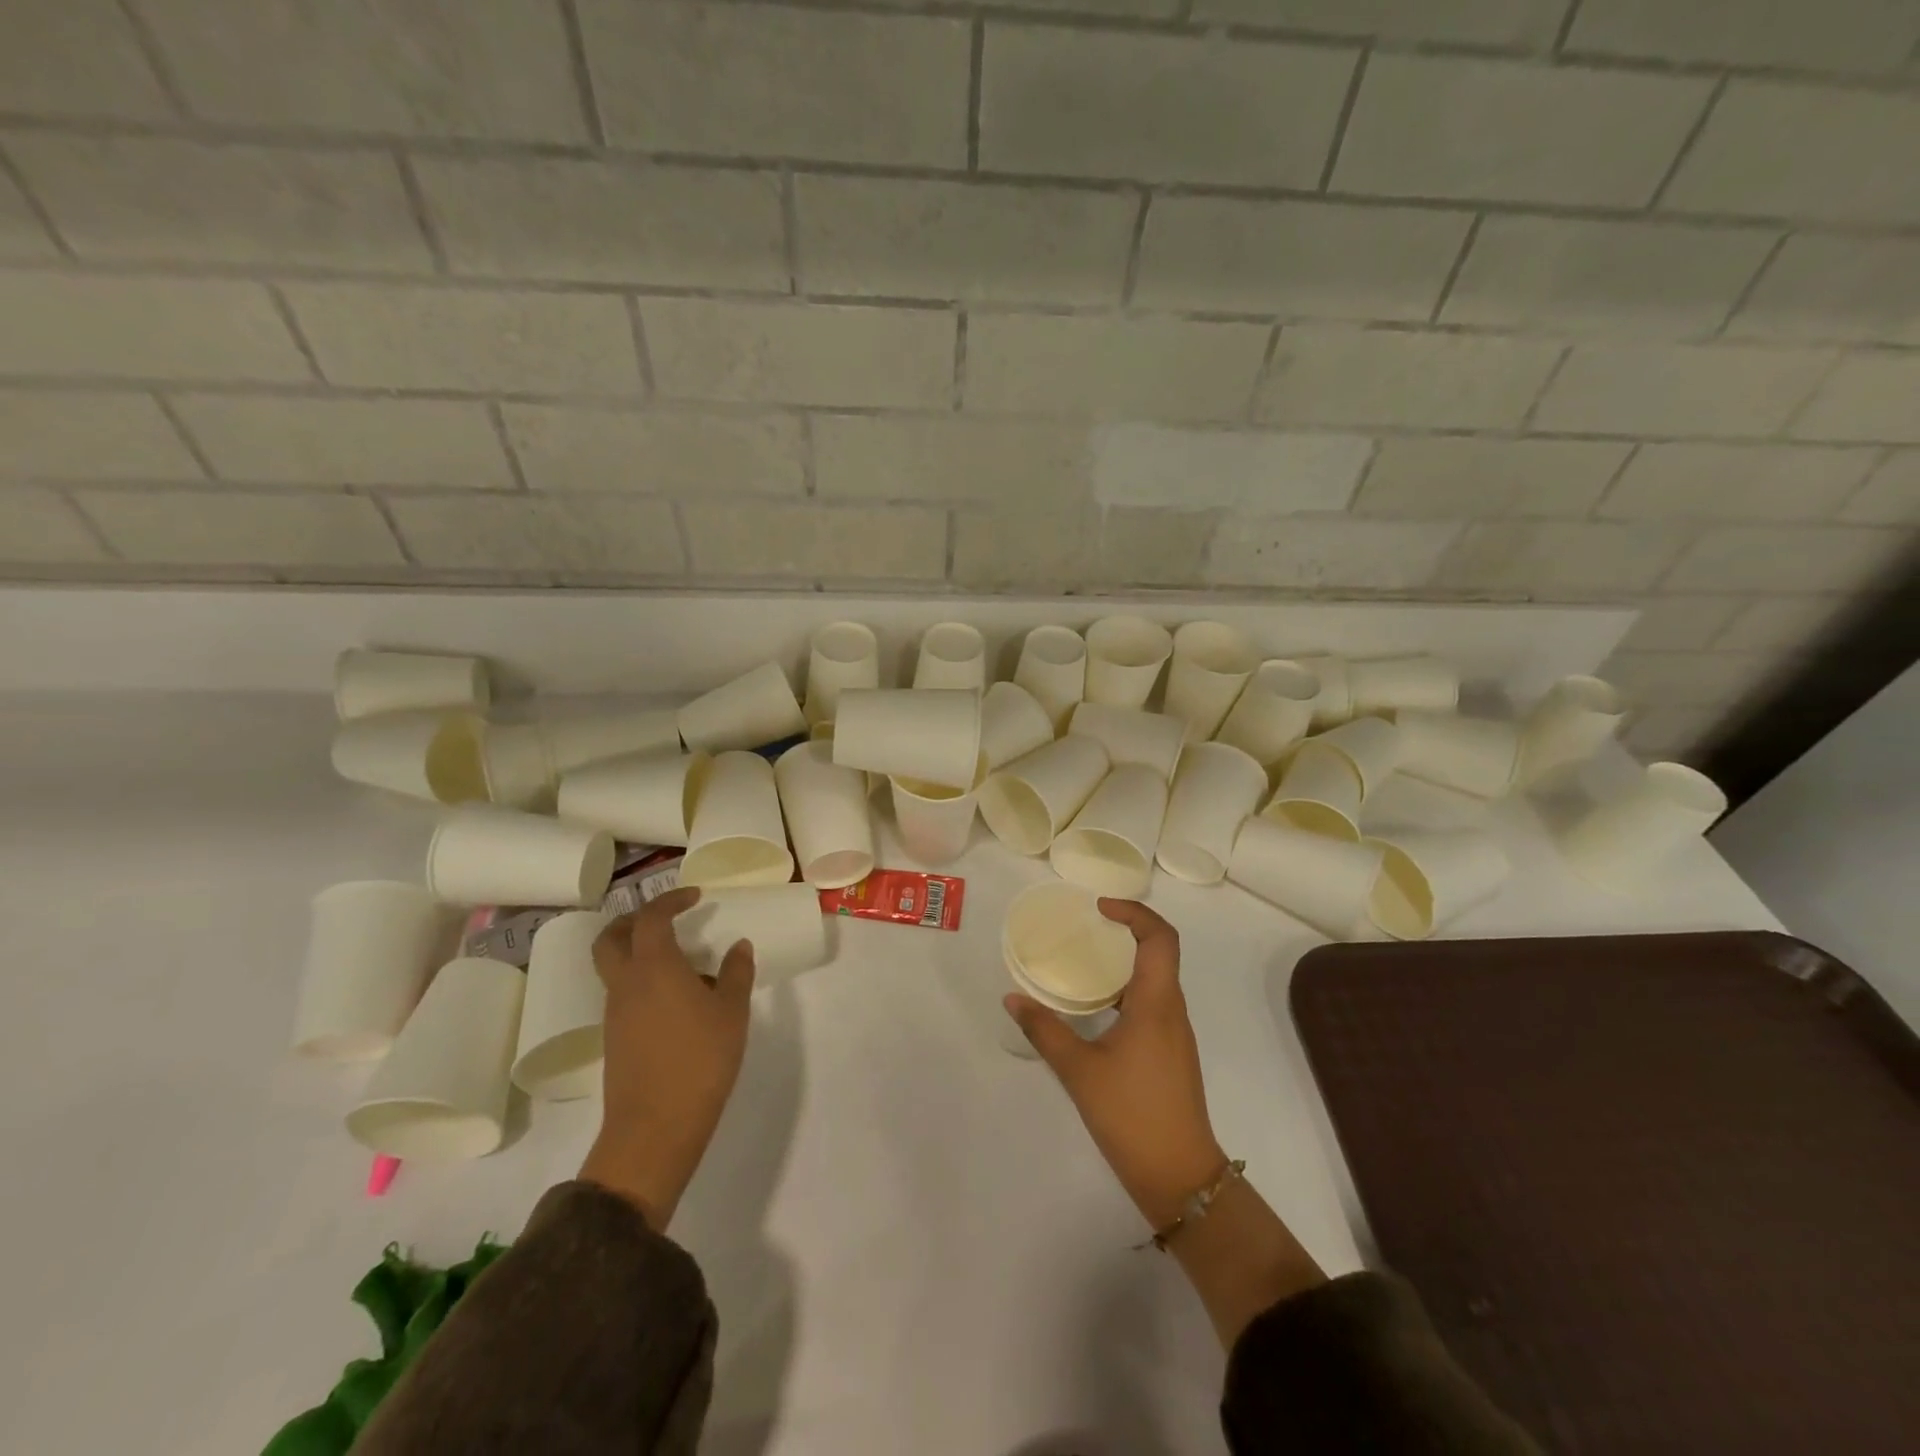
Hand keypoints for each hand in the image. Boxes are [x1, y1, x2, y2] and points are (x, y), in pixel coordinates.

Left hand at [579, 888, 754, 1229]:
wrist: (655, 1127)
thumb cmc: (700, 1060)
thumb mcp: (732, 1012)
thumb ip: (736, 973)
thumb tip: (739, 946)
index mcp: (654, 967)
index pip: (651, 918)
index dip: (671, 900)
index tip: (695, 896)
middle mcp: (626, 984)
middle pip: (611, 938)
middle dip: (634, 920)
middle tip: (667, 919)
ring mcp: (615, 1013)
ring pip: (615, 967)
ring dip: (640, 953)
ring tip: (684, 964)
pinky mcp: (614, 1039)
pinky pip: (623, 994)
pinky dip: (643, 982)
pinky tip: (676, 1000)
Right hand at [1005, 898, 1227, 1231]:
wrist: (1180, 1176)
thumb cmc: (1132, 1115)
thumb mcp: (1079, 1071)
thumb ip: (1044, 1030)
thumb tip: (1012, 999)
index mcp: (1156, 1003)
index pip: (1160, 938)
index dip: (1135, 912)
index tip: (1100, 908)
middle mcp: (1172, 1010)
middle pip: (1160, 952)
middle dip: (1127, 930)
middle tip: (1087, 927)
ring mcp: (1175, 1033)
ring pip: (1156, 979)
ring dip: (1125, 961)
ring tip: (1085, 962)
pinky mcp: (1170, 1053)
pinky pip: (1152, 1002)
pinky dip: (1126, 989)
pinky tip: (1096, 1008)